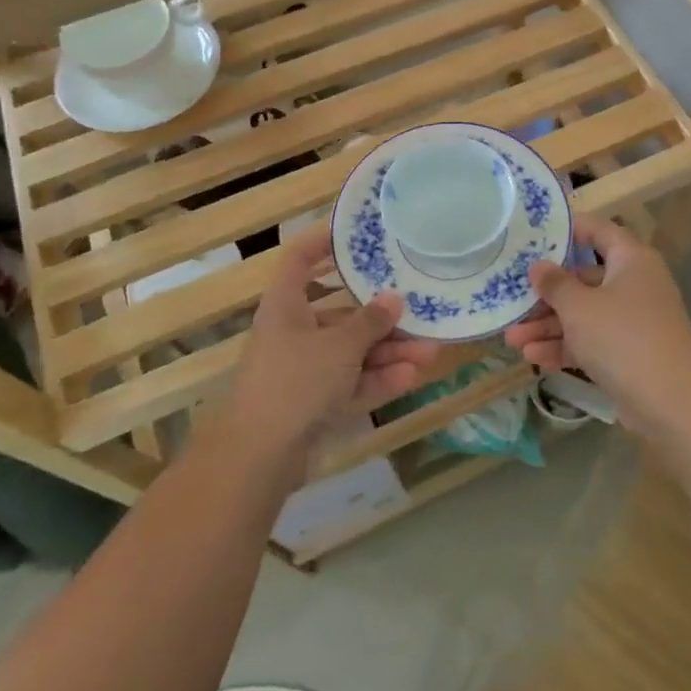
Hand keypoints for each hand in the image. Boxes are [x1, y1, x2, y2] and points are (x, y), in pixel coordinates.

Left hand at [222, 231, 440, 467]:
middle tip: (418, 311)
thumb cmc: (295, 381)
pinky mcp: (315, 404)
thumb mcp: (339, 346)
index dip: (322, 242)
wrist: (260, 455)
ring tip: (430, 350)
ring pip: (352, 353)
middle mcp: (294, 332)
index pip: (299, 260)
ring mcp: (304, 371)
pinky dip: (378, 380)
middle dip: (381, 317)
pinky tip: (412, 376)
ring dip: (389, 352)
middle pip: (340, 314)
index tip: (356, 235)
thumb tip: (394, 299)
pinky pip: (352, 383)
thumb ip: (370, 322)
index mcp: (285, 305)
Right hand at [503, 217, 690, 435]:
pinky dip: (566, 347)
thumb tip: (539, 266)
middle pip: (584, 279)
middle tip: (513, 300)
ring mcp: (633, 322)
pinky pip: (592, 342)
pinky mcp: (629, 354)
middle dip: (546, 294)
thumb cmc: (623, 338)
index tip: (534, 235)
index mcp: (631, 260)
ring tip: (512, 339)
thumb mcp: (579, 307)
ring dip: (549, 326)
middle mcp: (634, 285)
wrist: (673, 403)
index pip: (599, 230)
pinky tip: (533, 358)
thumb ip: (555, 284)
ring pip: (584, 314)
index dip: (569, 229)